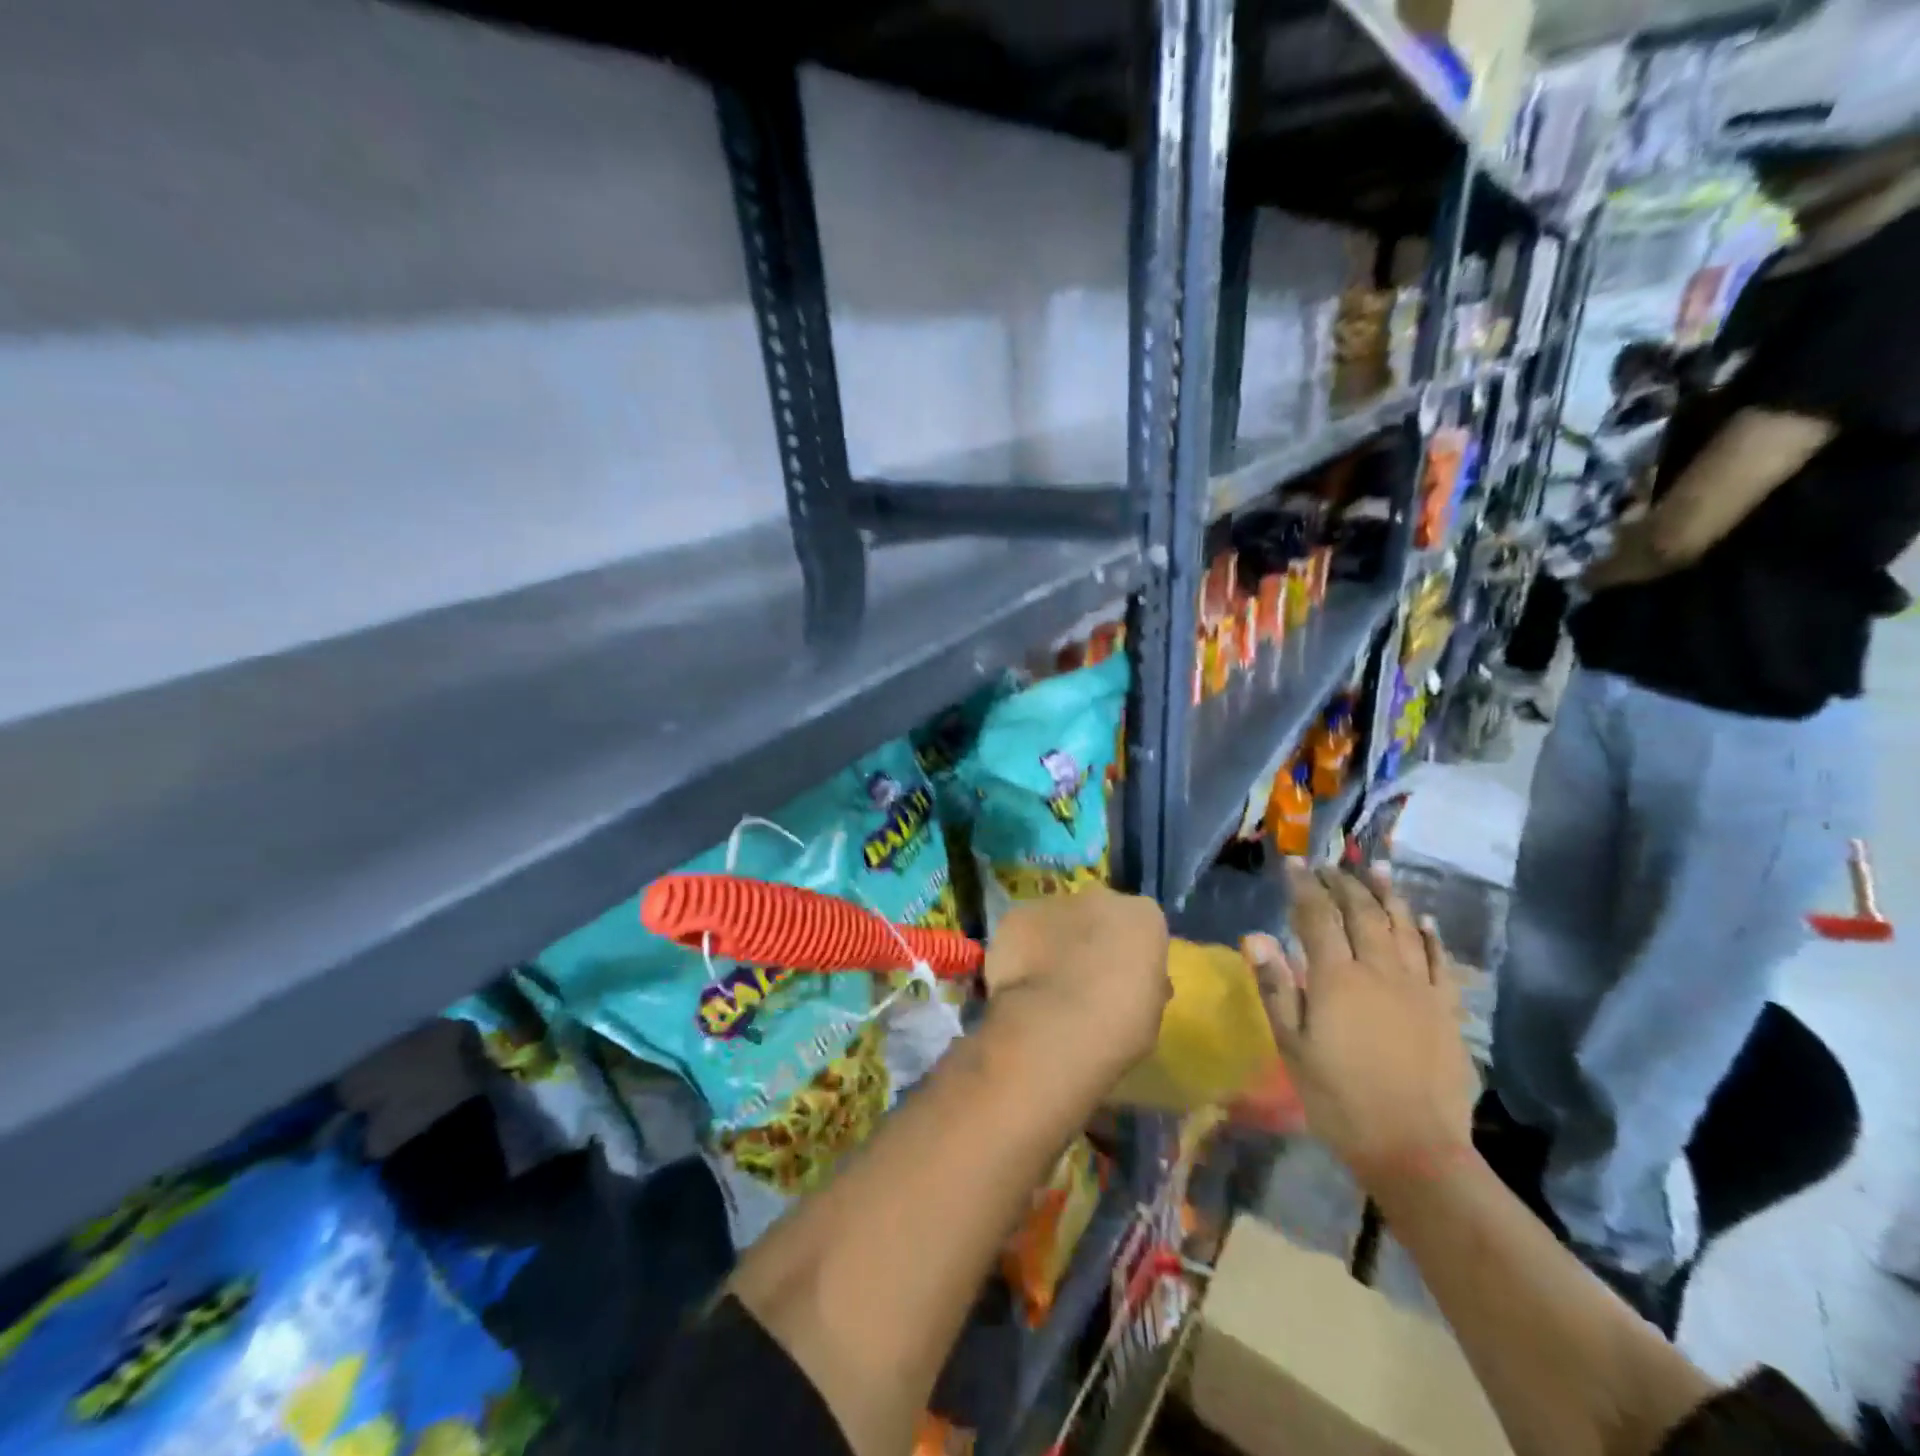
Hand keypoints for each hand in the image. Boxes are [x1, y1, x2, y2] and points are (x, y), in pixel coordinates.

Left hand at [983, 887, 1170, 1080]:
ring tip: (1047, 985)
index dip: (1132, 954)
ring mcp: (1053, 903)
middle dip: (1093, 938)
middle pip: (1098, 913)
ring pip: (1057, 919)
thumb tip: (1132, 980)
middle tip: (1086, 979)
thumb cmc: (1119, 1027)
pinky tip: (1020, 983)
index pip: (1142, 926)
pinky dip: (1022, 951)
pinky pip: (1022, 932)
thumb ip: (1143, 983)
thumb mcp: (1151, 1011)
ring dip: (1055, 942)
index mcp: (1143, 916)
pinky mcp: (1015, 916)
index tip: (1124, 981)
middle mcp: (1099, 897)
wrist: (1055, 1029)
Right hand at [1245, 865, 1473, 1185]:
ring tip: (1376, 868)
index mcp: (1337, 978)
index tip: (1293, 864)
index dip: (1303, 886)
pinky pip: (1440, 961)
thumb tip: (1256, 936)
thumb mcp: (1292, 1046)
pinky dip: (1431, 935)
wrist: (1414, 1149)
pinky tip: (1425, 919)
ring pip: (1403, 927)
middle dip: (1343, 883)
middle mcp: (1380, 971)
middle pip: (1362, 913)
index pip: (1317, 916)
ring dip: (1388, 894)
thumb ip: (1276, 987)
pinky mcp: (1447, 1010)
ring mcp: (1419, 988)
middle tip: (1329, 864)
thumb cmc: (1339, 1098)